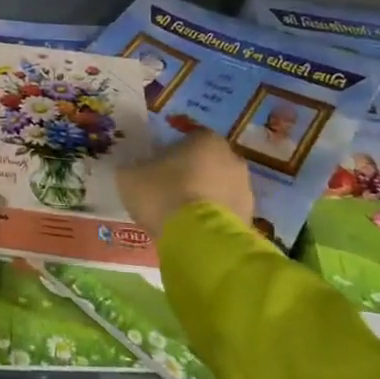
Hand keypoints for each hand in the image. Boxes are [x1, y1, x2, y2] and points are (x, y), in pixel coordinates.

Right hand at [118, 128, 257, 239]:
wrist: (198, 239)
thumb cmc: (163, 194)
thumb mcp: (130, 176)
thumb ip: (132, 168)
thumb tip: (133, 170)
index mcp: (205, 140)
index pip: (188, 139)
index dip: (170, 153)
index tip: (156, 168)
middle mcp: (232, 158)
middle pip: (206, 163)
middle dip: (191, 174)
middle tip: (167, 191)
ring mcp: (245, 190)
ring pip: (218, 188)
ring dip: (203, 197)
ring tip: (179, 216)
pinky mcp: (249, 219)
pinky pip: (224, 213)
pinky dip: (211, 219)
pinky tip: (192, 231)